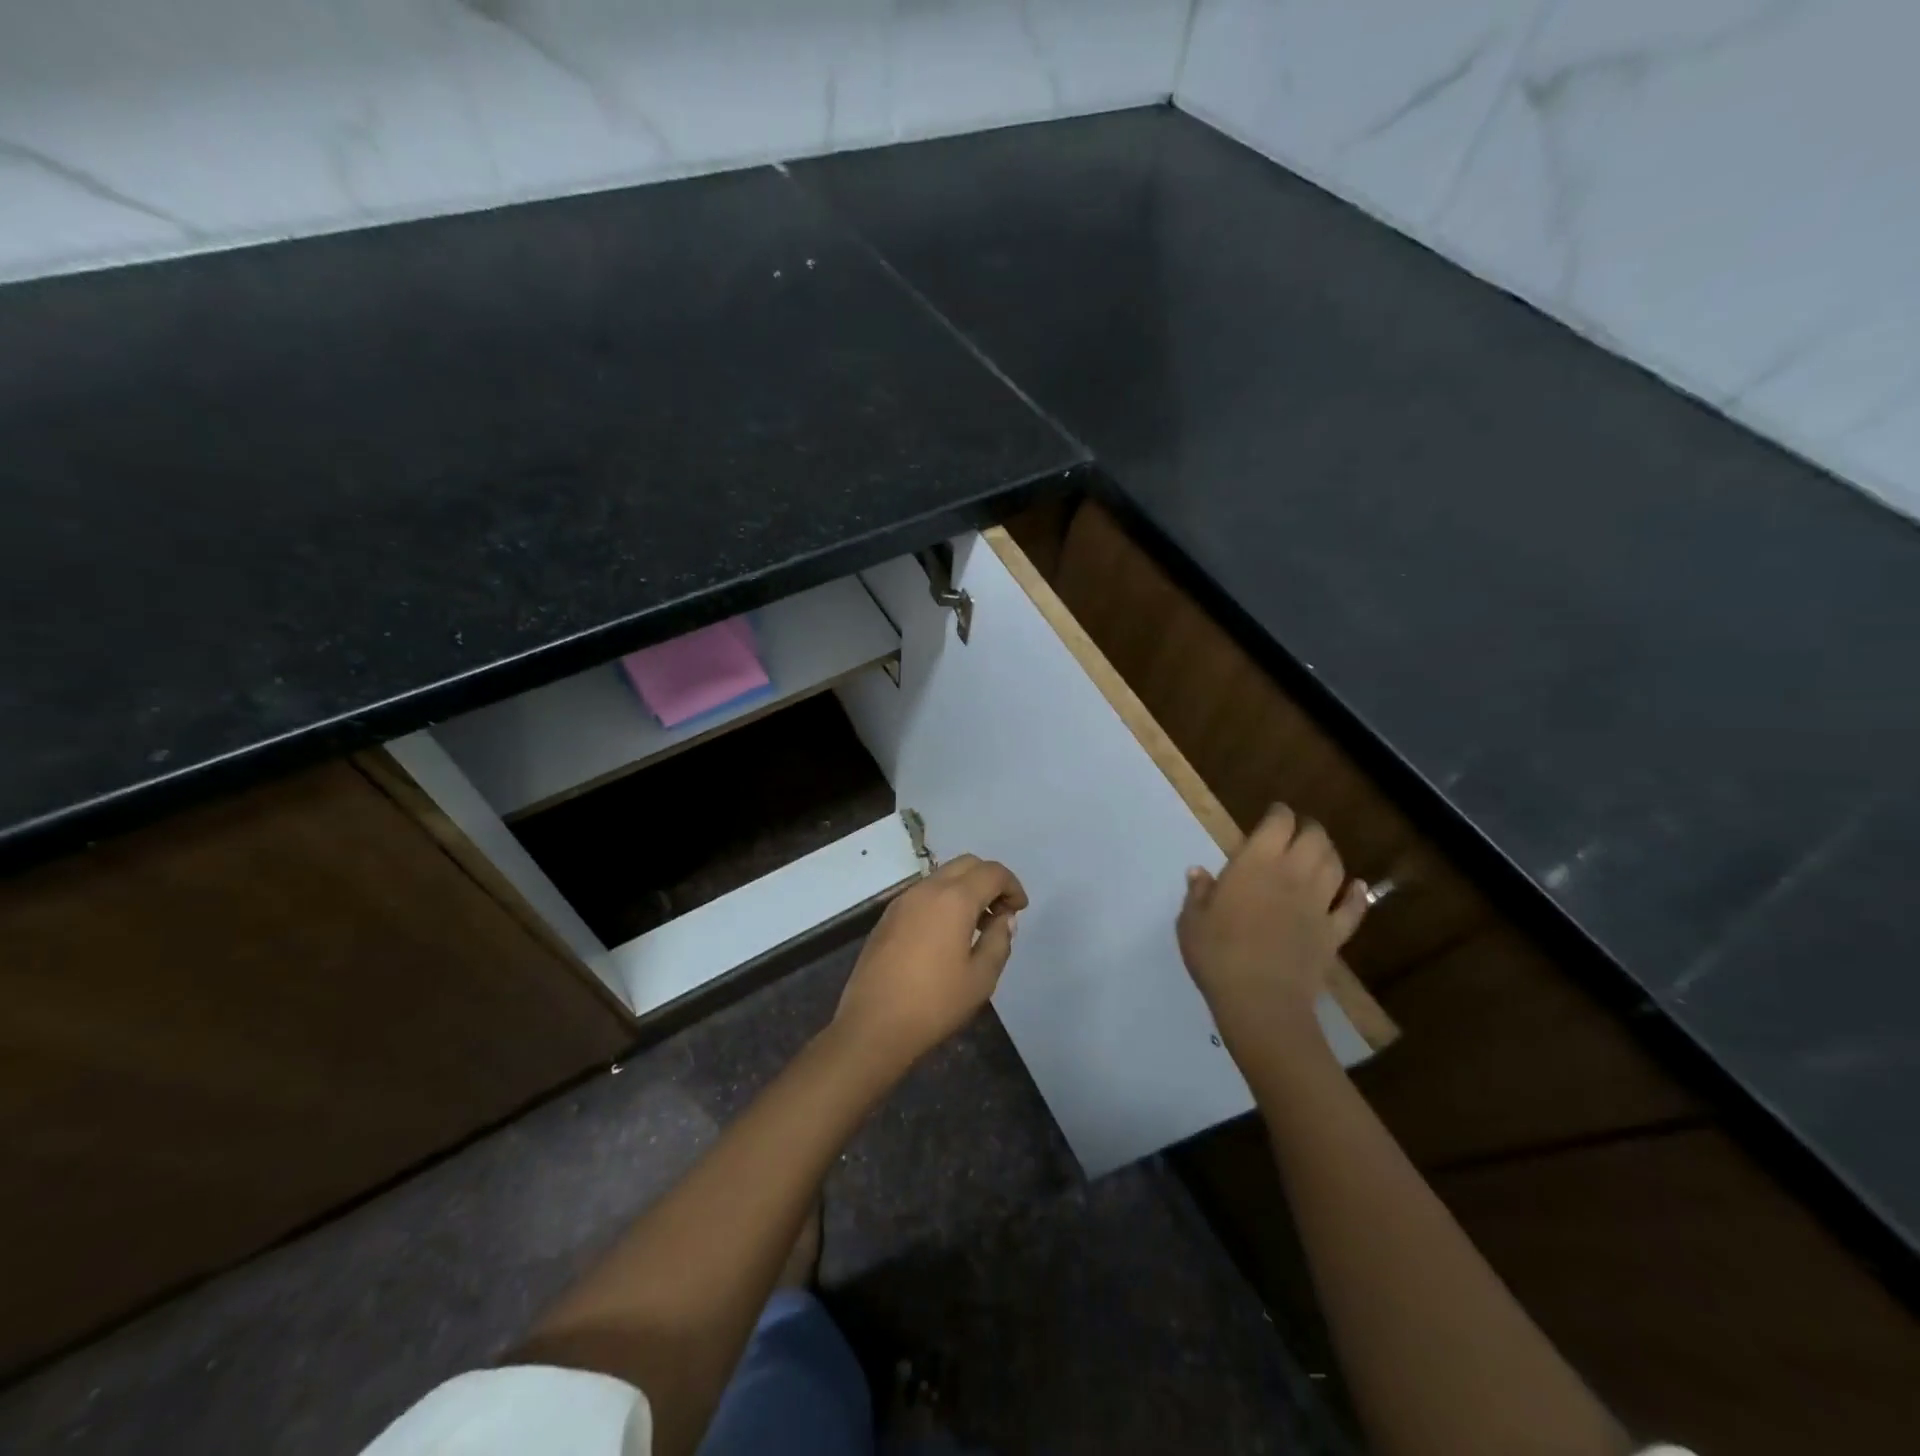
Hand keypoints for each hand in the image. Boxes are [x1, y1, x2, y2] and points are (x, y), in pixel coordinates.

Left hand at [833, 854, 1027, 1074]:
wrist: (873, 1025)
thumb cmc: (935, 1003)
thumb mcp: (981, 978)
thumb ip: (999, 940)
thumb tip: (1003, 919)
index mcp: (954, 899)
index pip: (992, 872)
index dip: (1012, 885)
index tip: (1019, 910)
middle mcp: (927, 889)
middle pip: (966, 865)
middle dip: (989, 880)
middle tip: (1000, 912)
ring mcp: (902, 901)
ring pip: (942, 877)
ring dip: (965, 889)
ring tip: (976, 926)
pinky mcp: (887, 917)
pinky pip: (923, 894)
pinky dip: (943, 901)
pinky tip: (946, 936)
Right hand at [1177, 805, 1367, 1060]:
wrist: (1260, 1001)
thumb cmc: (1218, 954)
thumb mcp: (1191, 921)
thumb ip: (1198, 893)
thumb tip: (1198, 872)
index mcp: (1255, 864)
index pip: (1278, 824)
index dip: (1279, 813)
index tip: (1274, 812)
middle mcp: (1292, 875)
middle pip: (1314, 838)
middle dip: (1308, 828)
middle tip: (1298, 829)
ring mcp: (1317, 904)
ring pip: (1335, 866)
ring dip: (1329, 853)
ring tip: (1321, 851)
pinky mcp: (1333, 934)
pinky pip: (1352, 909)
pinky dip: (1357, 895)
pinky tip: (1358, 888)